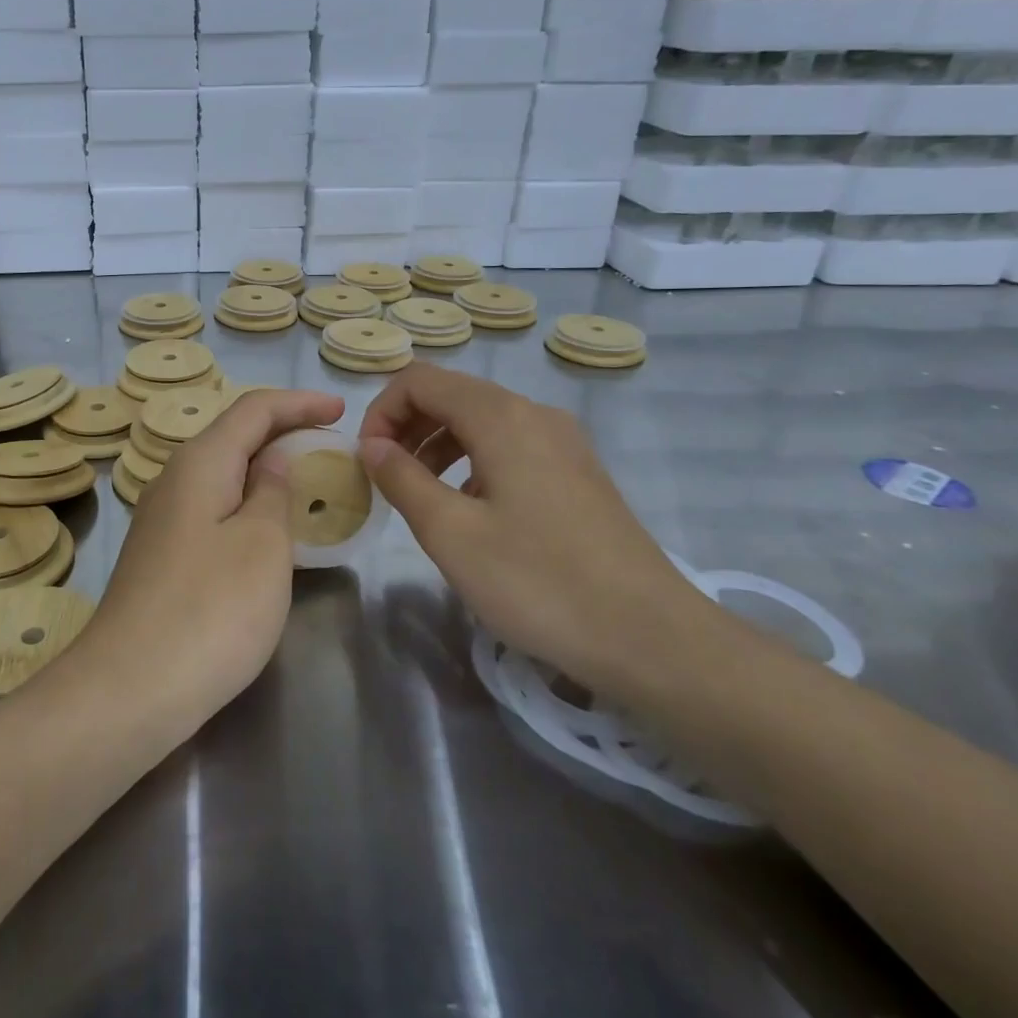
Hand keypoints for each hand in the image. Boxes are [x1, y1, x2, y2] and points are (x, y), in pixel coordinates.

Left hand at [82, 388, 344, 729]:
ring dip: (265, 471)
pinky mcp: (161, 555)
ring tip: (307, 484)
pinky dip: (247, 505)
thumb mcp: (263, 545)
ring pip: (222, 475)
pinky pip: (212, 509)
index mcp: (200, 462)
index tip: (341, 410)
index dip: (299, 403)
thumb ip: (273, 492)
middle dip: (284, 433)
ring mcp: (162, 519)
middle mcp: (174, 479)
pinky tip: (268, 530)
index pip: (253, 409)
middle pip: (234, 436)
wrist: (130, 688)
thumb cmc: (211, 609)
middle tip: (331, 447)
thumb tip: (272, 461)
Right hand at [358, 363, 713, 701]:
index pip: (420, 380)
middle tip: (385, 478)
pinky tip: (470, 509)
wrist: (650, 636)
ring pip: (481, 420)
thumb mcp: (451, 533)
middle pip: (452, 394)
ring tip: (420, 494)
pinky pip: (510, 445)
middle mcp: (534, 414)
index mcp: (501, 417)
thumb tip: (372, 445)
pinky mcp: (577, 472)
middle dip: (407, 426)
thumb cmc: (538, 581)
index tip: (367, 460)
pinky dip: (473, 461)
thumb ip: (402, 479)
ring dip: (437, 444)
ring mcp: (563, 442)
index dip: (381, 411)